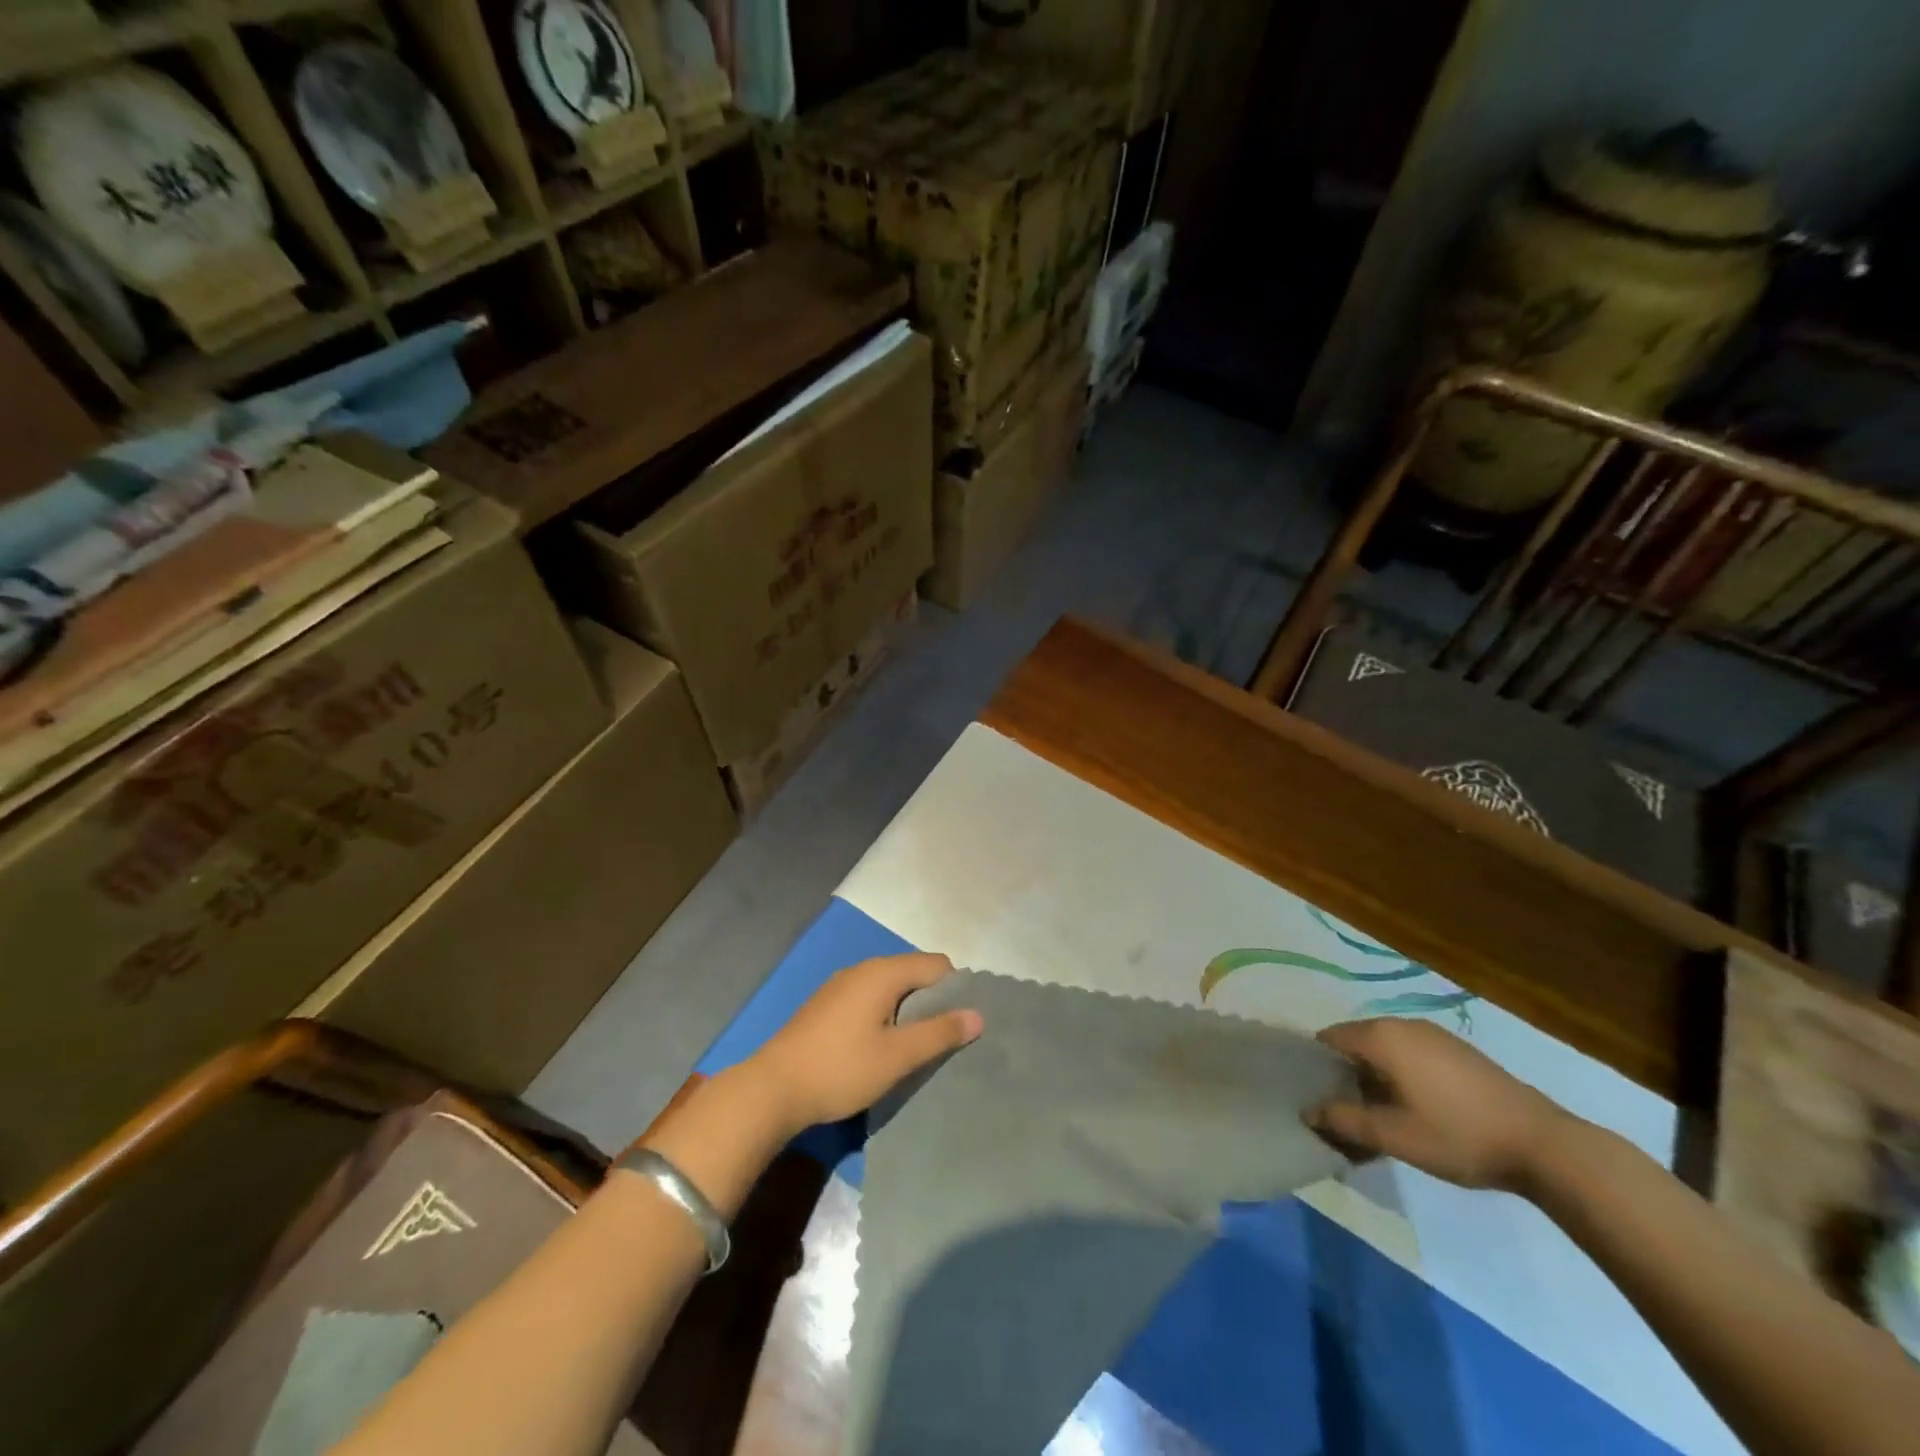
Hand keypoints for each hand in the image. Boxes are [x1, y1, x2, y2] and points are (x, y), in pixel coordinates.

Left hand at [747, 953, 983, 1133]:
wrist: (772, 1089)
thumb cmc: (841, 1069)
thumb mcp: (897, 1056)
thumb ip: (939, 1033)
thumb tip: (978, 1015)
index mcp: (883, 972)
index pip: (937, 965)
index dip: (956, 991)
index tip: (961, 1025)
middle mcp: (863, 969)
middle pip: (913, 973)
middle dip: (933, 1002)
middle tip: (942, 1041)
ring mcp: (840, 986)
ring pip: (891, 988)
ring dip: (908, 1011)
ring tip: (914, 1048)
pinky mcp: (826, 1005)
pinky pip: (869, 999)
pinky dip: (884, 1015)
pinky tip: (880, 1048)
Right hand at [1306, 1018, 1571, 1192]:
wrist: (1544, 1145)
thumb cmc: (1458, 1135)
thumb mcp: (1394, 1135)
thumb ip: (1344, 1120)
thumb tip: (1307, 1110)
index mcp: (1381, 1036)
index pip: (1329, 1039)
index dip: (1316, 1066)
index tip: (1316, 1097)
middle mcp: (1402, 1024)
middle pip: (1355, 1043)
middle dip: (1345, 1075)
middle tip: (1345, 1114)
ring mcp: (1434, 1035)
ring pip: (1385, 1050)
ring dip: (1374, 1077)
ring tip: (1380, 1117)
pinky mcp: (1458, 1051)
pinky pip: (1411, 1054)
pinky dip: (1400, 1075)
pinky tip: (1415, 1109)